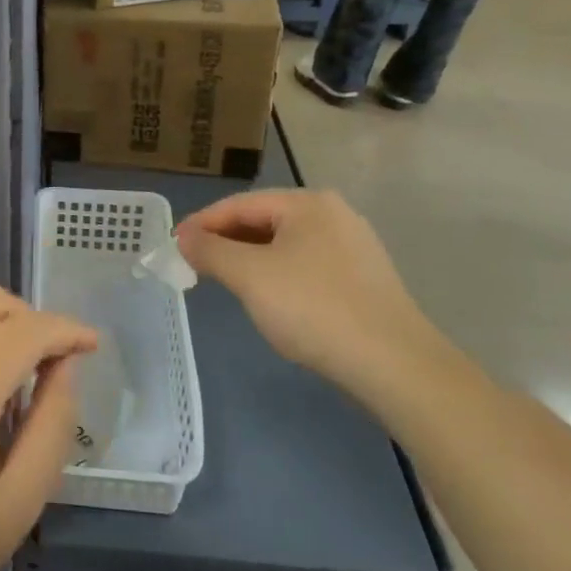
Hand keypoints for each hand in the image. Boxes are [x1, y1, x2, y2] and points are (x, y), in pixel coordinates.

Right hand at [176, 189, 448, 403]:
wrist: (397, 366)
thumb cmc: (314, 309)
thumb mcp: (249, 276)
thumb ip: (210, 251)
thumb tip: (184, 237)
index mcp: (308, 203)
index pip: (239, 204)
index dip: (201, 223)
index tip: (173, 246)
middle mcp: (333, 215)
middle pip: (263, 221)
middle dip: (226, 242)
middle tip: (195, 264)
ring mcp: (354, 248)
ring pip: (285, 245)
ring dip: (250, 260)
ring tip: (226, 282)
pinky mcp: (365, 280)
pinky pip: (307, 266)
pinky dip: (278, 276)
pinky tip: (270, 300)